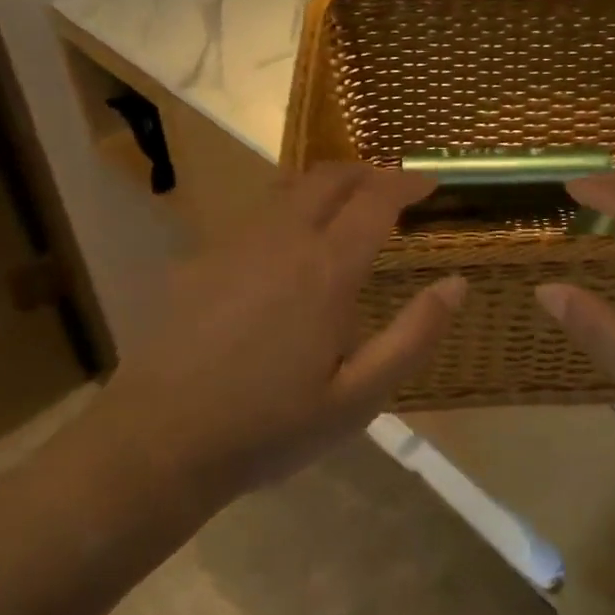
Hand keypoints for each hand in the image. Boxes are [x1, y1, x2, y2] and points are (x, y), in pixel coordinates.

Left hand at [91, 164, 464, 517]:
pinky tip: (288, 251)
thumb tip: (457, 284)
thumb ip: (414, 336)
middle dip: (367, 172)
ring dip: (326, 187)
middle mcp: (281, 239)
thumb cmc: (271, 426)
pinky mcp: (201, 260)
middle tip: (391, 189)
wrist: (158, 442)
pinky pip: (256, 216)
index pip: (376, 199)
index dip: (407, 183)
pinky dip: (289, 211)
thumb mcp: (360, 397)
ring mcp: (234, 244)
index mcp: (326, 269)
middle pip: (329, 177)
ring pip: (288, 189)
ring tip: (346, 210)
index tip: (431, 184)